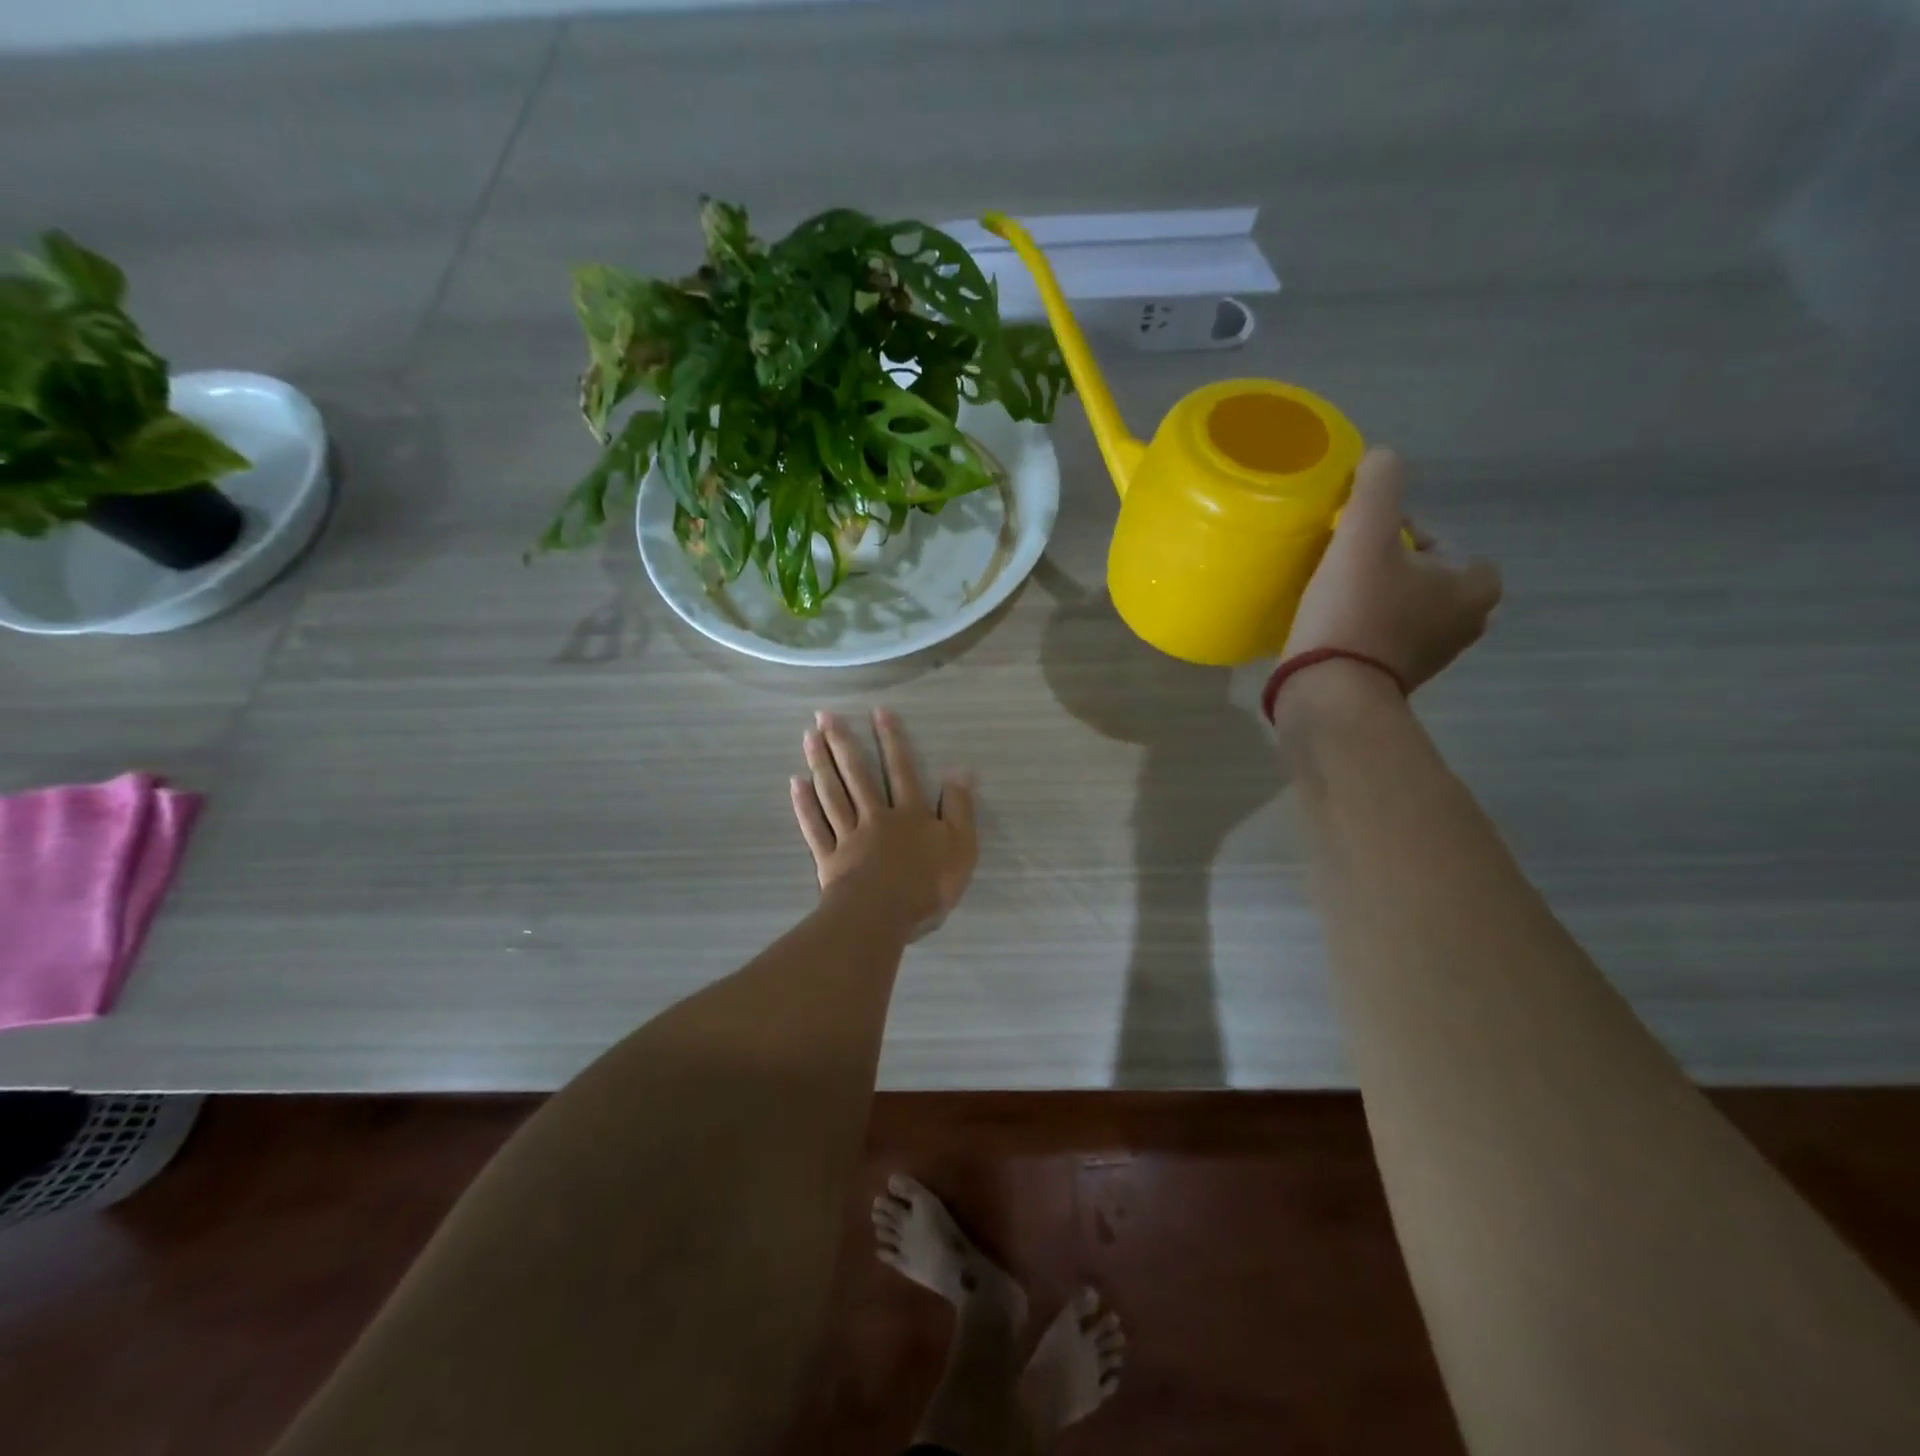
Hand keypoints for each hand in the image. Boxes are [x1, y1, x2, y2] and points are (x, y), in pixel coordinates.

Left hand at [790, 709, 977, 936]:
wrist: (882, 917)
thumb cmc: (927, 885)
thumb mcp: (961, 847)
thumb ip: (960, 809)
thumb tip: (959, 772)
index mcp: (910, 814)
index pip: (902, 770)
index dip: (892, 741)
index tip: (877, 712)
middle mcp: (876, 817)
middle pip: (857, 775)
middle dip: (842, 743)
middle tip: (825, 715)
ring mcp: (849, 836)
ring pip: (832, 794)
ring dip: (821, 764)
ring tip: (808, 737)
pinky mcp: (830, 859)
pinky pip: (815, 827)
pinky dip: (805, 805)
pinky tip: (795, 784)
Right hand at [1282, 448, 1502, 691]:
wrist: (1328, 693)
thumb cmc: (1355, 612)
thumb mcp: (1365, 533)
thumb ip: (1379, 484)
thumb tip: (1381, 457)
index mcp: (1475, 586)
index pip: (1441, 540)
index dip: (1400, 532)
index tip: (1360, 540)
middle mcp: (1465, 623)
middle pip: (1419, 574)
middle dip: (1386, 566)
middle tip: (1342, 565)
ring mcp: (1430, 657)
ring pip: (1400, 606)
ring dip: (1371, 597)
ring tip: (1329, 594)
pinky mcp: (1393, 679)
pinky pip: (1381, 637)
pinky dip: (1360, 627)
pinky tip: (1327, 625)